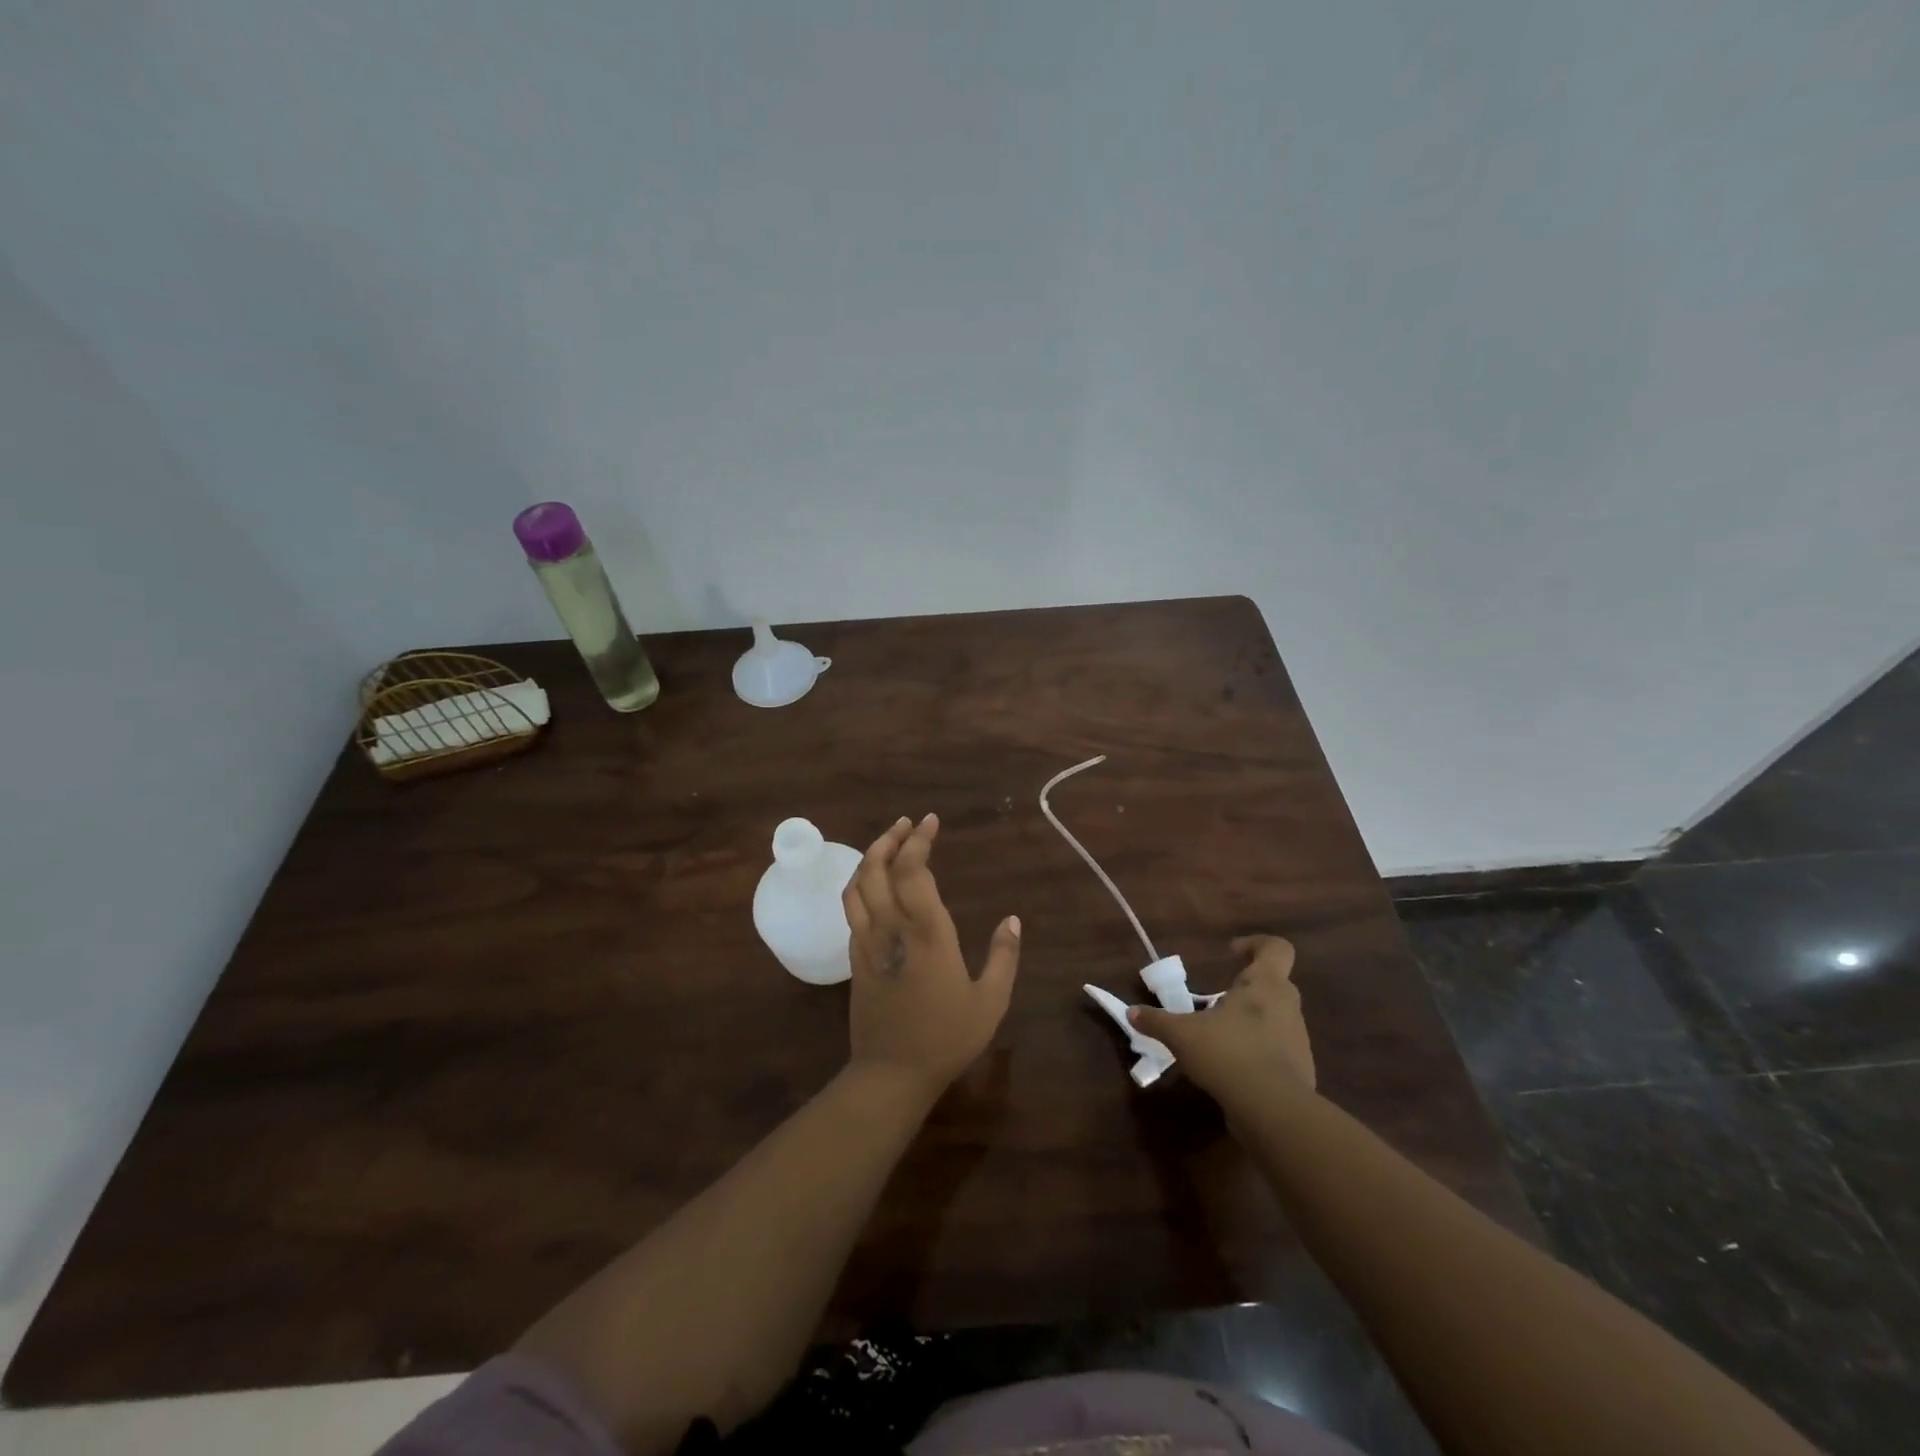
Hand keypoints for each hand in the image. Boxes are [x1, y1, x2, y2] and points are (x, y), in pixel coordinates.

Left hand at [841, 814, 1021, 1103]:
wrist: (891, 1073)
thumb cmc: (946, 1037)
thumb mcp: (990, 1001)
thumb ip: (1004, 957)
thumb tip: (1013, 920)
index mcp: (927, 933)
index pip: (913, 871)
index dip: (919, 841)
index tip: (930, 822)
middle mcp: (891, 928)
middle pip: (878, 868)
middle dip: (891, 838)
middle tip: (908, 824)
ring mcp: (867, 942)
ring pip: (857, 885)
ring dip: (869, 857)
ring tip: (887, 843)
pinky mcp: (854, 958)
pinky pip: (850, 909)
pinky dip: (859, 884)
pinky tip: (872, 884)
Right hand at [1129, 935, 1314, 1108]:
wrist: (1274, 1111)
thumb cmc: (1228, 1054)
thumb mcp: (1182, 1035)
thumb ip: (1157, 1021)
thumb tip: (1132, 1012)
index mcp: (1265, 985)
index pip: (1276, 949)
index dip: (1256, 944)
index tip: (1231, 953)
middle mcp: (1287, 1006)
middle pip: (1275, 983)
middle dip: (1247, 988)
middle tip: (1218, 999)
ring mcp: (1298, 1039)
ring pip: (1277, 1018)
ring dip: (1252, 1021)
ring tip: (1220, 1036)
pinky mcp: (1301, 1070)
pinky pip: (1278, 1050)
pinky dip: (1259, 1052)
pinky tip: (1233, 1067)